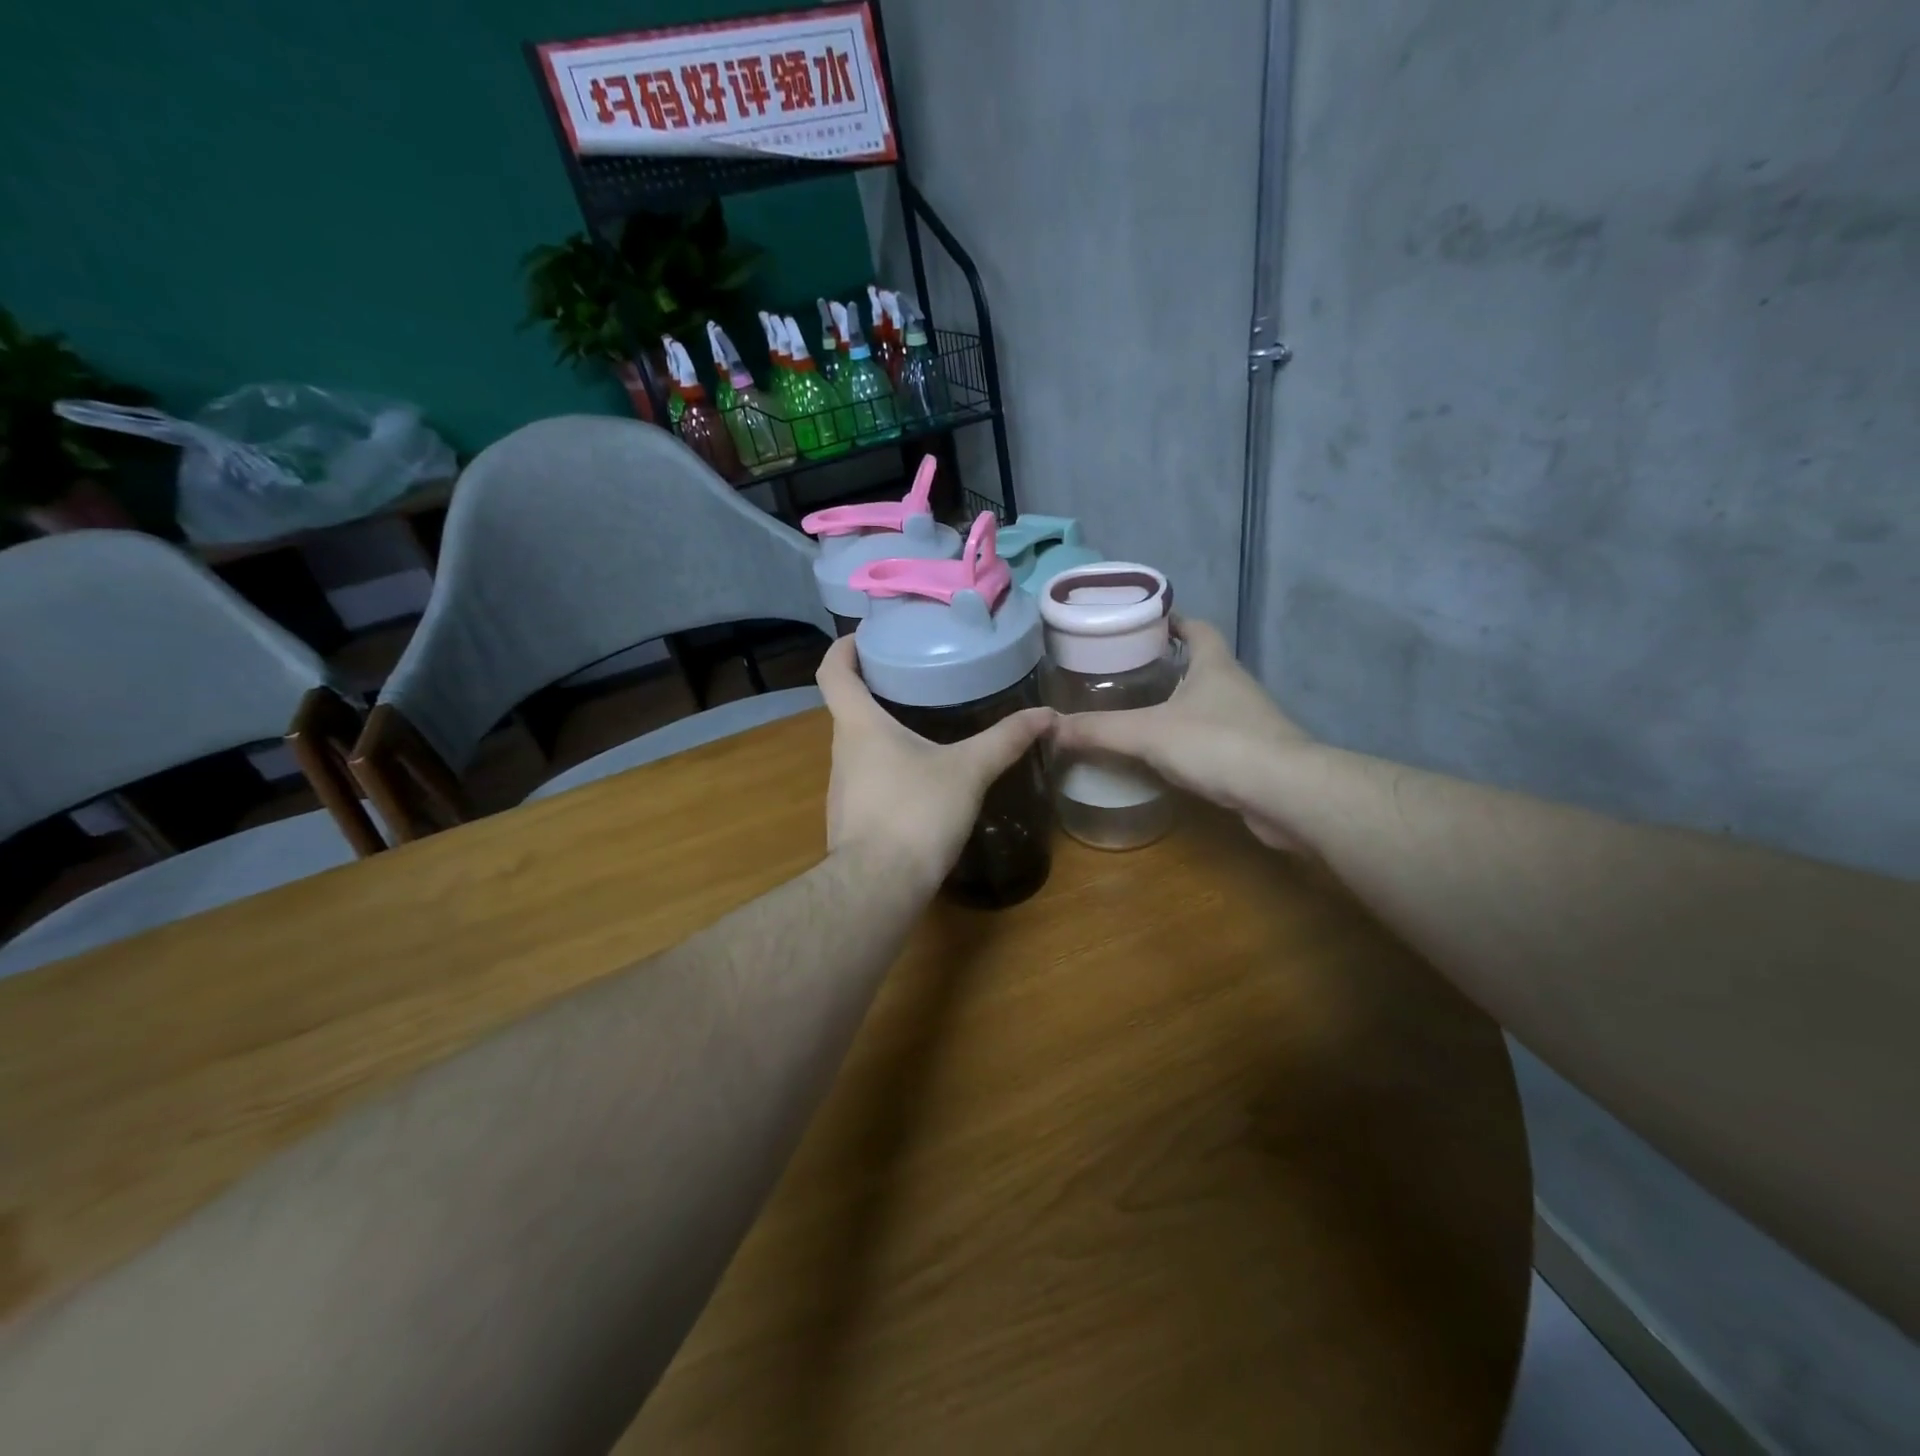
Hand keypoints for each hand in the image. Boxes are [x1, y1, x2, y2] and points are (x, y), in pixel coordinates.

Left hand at [815, 637, 1053, 889]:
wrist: (879, 886)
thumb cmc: (916, 812)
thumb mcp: (969, 771)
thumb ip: (1006, 740)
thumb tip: (1048, 714)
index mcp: (859, 726)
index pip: (833, 672)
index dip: (844, 648)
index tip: (867, 637)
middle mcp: (841, 752)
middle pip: (847, 708)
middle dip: (875, 690)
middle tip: (914, 677)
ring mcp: (841, 789)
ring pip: (858, 747)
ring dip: (882, 732)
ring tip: (921, 724)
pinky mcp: (850, 819)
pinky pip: (866, 779)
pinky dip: (887, 768)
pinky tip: (918, 779)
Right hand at [1049, 618, 1313, 850]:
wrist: (1286, 794)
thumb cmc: (1218, 745)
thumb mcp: (1148, 733)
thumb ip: (1099, 730)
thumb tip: (1049, 727)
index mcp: (1214, 664)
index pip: (1195, 627)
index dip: (1171, 620)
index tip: (1141, 623)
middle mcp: (1235, 685)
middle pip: (1200, 663)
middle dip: (1167, 664)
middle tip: (1125, 671)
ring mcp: (1249, 721)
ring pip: (1207, 702)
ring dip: (1179, 703)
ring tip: (1138, 711)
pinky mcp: (1253, 755)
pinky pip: (1214, 737)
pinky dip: (1190, 739)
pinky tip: (1166, 755)